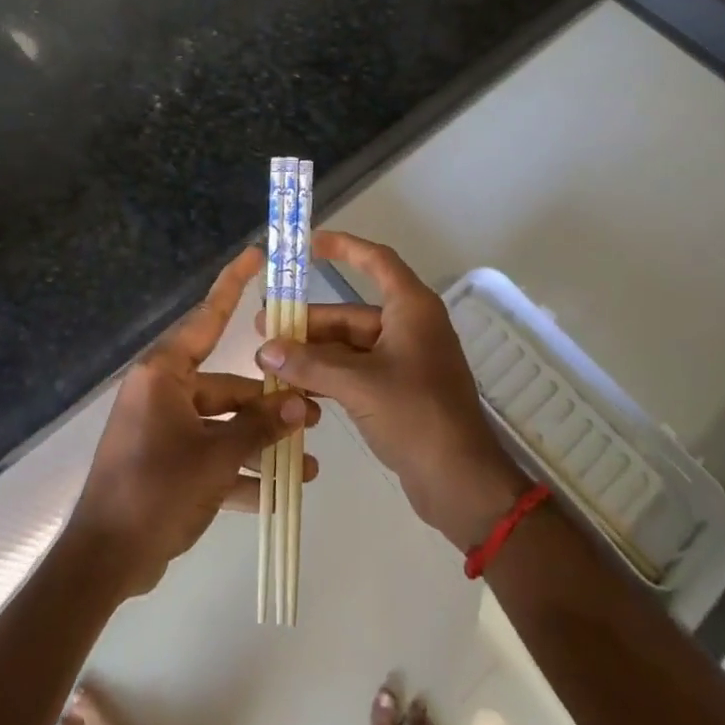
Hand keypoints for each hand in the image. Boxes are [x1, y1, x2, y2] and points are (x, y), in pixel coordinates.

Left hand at [68, 245, 318, 597]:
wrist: (102, 564)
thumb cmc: (155, 490)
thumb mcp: (216, 456)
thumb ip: (261, 427)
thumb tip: (302, 403)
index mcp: (165, 374)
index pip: (207, 318)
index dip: (233, 284)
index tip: (255, 254)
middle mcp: (164, 393)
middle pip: (228, 385)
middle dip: (270, 403)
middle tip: (314, 413)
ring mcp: (164, 430)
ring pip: (224, 425)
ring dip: (262, 443)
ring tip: (309, 462)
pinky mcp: (166, 465)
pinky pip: (211, 457)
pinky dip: (240, 473)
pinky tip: (279, 494)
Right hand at [257, 230, 526, 549]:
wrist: (460, 480)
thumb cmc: (416, 415)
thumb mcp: (359, 384)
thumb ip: (310, 364)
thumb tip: (265, 349)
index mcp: (412, 308)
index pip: (376, 261)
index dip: (345, 247)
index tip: (310, 243)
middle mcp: (410, 327)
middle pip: (352, 312)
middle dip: (310, 321)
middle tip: (264, 326)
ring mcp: (405, 360)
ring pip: (351, 345)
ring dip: (314, 352)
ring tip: (270, 360)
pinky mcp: (399, 391)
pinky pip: (357, 372)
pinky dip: (329, 376)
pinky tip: (295, 386)